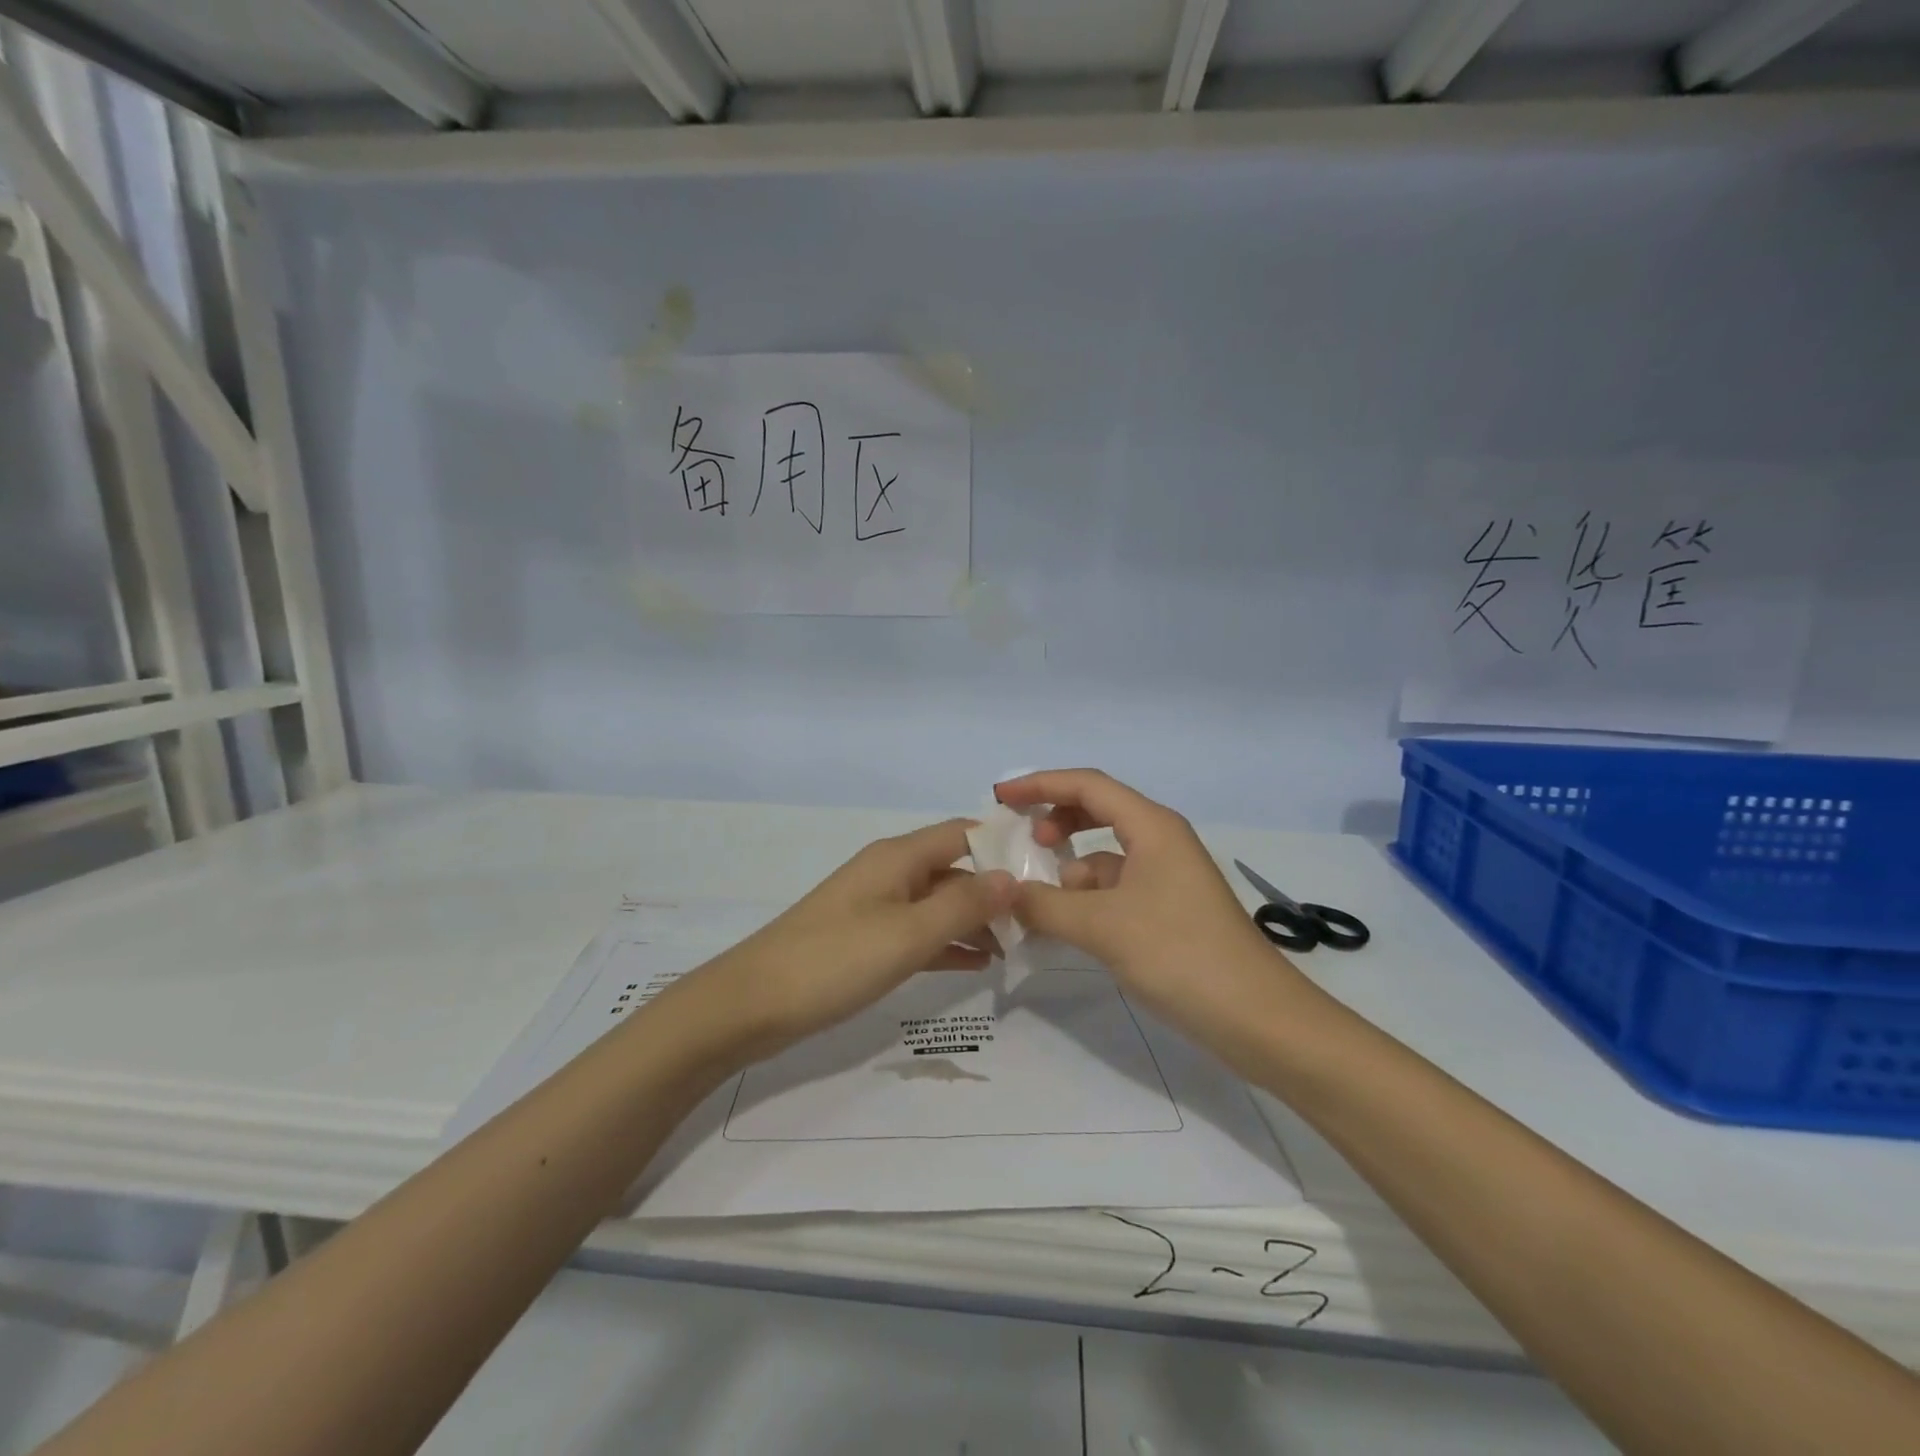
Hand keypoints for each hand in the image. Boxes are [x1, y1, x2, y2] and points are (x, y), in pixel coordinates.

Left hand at [692, 820, 1014, 1057]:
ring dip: (975, 920)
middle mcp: (889, 873)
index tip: (1047, 869)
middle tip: (1040, 921)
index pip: (963, 833)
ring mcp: (876, 906)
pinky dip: (947, 943)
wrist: (751, 1005)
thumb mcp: (907, 933)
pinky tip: (977, 964)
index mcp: (898, 857)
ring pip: (938, 902)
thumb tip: (1012, 877)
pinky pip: (919, 932)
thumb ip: (963, 905)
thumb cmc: (834, 960)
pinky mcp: (865, 939)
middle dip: (995, 889)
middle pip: (954, 868)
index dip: (1003, 845)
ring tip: (1017, 948)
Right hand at [994, 769, 1285, 1033]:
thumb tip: (1005, 893)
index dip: (1040, 785)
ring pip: (1105, 856)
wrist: (1258, 1019)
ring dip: (1069, 869)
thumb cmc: (1180, 955)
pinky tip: (1066, 926)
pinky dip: (1086, 899)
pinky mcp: (1169, 910)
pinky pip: (1116, 889)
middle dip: (1055, 821)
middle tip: (1020, 843)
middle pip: (1097, 812)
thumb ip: (1045, 905)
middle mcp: (1161, 841)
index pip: (1087, 786)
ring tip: (1035, 899)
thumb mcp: (1102, 927)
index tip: (999, 798)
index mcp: (1152, 826)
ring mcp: (1167, 877)